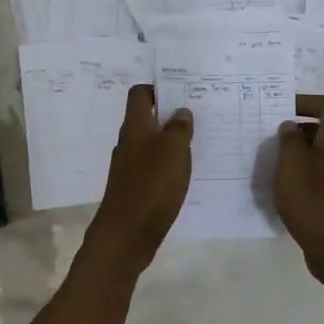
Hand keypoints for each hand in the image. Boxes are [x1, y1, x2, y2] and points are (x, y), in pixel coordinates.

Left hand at [88, 85, 192, 267]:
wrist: (126, 234)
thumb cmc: (152, 185)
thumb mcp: (174, 150)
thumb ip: (179, 127)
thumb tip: (180, 111)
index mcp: (134, 126)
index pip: (140, 94)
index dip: (158, 89)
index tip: (182, 93)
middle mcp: (128, 142)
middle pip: (146, 118)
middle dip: (169, 115)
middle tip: (198, 117)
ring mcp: (128, 166)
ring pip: (150, 143)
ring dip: (170, 141)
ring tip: (196, 144)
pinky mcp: (134, 187)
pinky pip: (152, 166)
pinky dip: (167, 165)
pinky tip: (184, 174)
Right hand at [274, 94, 323, 279]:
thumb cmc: (314, 201)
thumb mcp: (292, 165)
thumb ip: (289, 140)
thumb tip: (291, 127)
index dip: (306, 102)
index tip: (282, 111)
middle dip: (298, 129)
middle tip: (272, 137)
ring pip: (321, 153)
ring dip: (298, 153)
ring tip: (273, 162)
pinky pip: (320, 174)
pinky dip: (303, 174)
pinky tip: (284, 188)